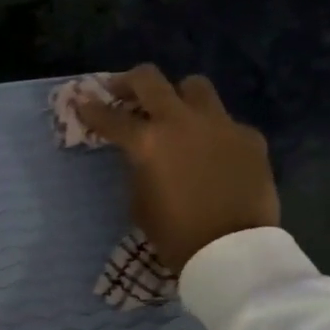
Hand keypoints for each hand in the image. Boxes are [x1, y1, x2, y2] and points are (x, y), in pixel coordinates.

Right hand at [75, 64, 279, 272]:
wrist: (232, 249)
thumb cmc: (175, 234)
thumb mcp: (140, 203)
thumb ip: (138, 168)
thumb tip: (142, 154)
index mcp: (147, 143)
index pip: (110, 118)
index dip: (91, 110)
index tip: (81, 103)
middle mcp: (181, 121)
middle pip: (149, 80)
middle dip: (128, 82)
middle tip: (121, 91)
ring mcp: (220, 124)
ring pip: (194, 87)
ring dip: (178, 95)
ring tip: (174, 113)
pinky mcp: (249, 136)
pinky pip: (225, 122)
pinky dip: (212, 132)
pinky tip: (213, 153)